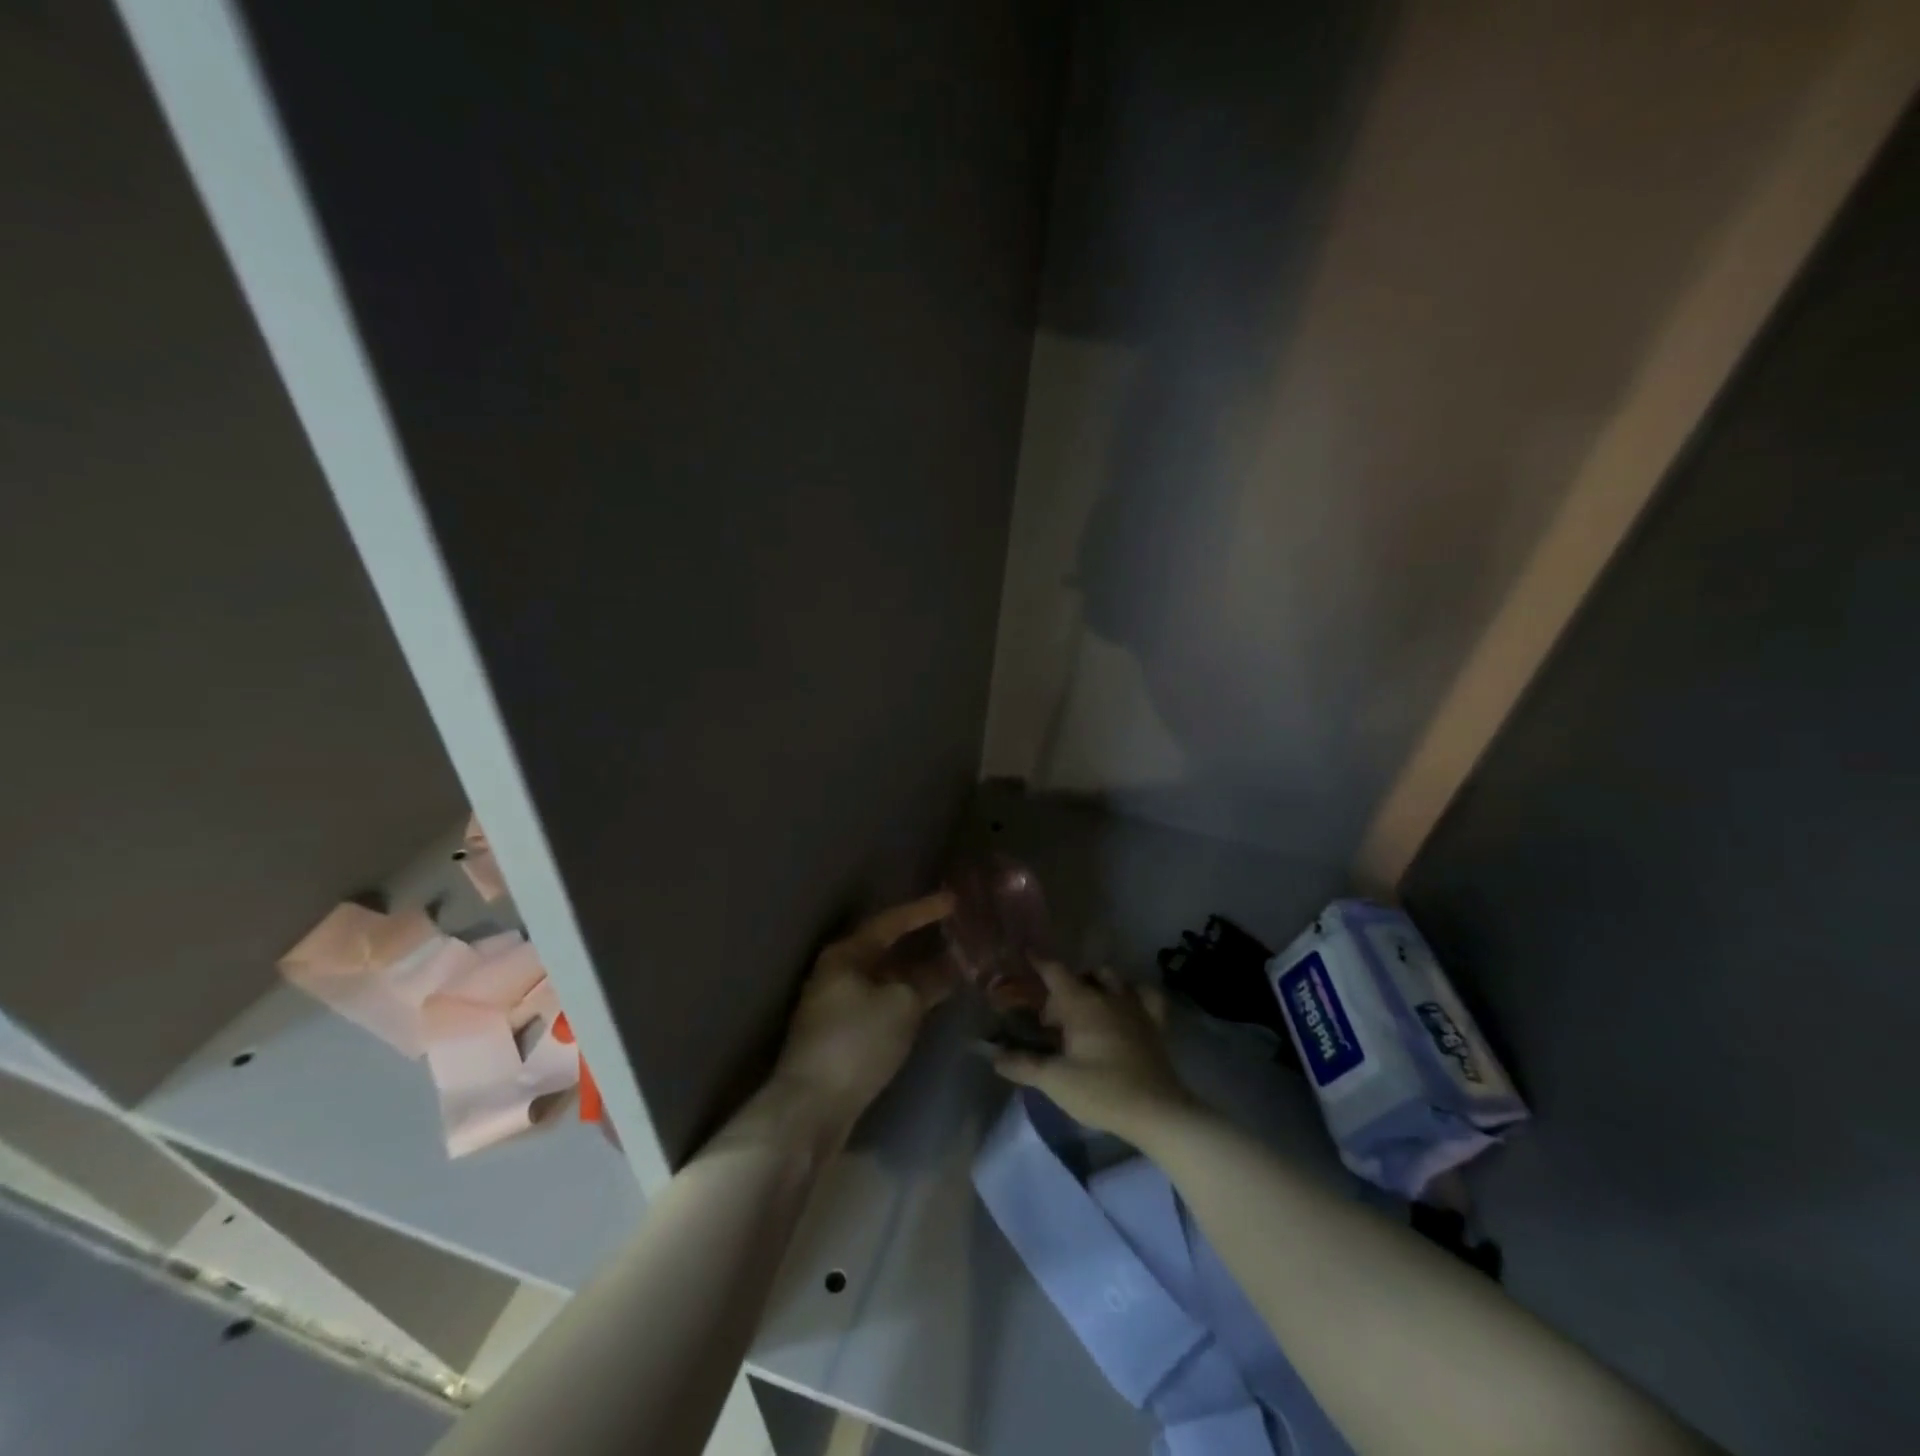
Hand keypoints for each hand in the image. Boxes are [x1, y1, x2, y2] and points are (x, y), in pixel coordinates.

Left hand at [769, 891, 956, 1134]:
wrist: (812, 1108)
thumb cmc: (857, 1043)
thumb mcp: (903, 1005)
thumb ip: (931, 979)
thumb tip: (955, 963)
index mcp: (846, 953)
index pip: (891, 921)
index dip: (924, 909)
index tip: (954, 900)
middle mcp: (838, 970)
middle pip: (887, 946)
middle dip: (922, 939)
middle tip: (958, 929)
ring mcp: (838, 1002)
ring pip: (886, 975)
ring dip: (918, 969)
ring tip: (955, 962)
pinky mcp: (843, 1032)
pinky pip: (883, 999)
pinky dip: (908, 994)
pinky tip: (931, 997)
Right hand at [992, 961, 1196, 1140]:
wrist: (1157, 1112)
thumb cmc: (1102, 1091)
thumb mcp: (1055, 1080)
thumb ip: (1023, 1064)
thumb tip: (994, 1055)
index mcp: (1082, 1004)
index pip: (1056, 972)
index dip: (1039, 962)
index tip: (1027, 953)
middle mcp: (1108, 997)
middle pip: (1081, 977)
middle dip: (1062, 990)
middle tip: (1051, 1021)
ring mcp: (1135, 1007)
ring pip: (1113, 978)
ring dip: (1095, 985)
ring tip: (1084, 1008)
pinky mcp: (1155, 1024)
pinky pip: (1146, 995)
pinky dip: (1133, 993)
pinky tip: (1126, 1005)